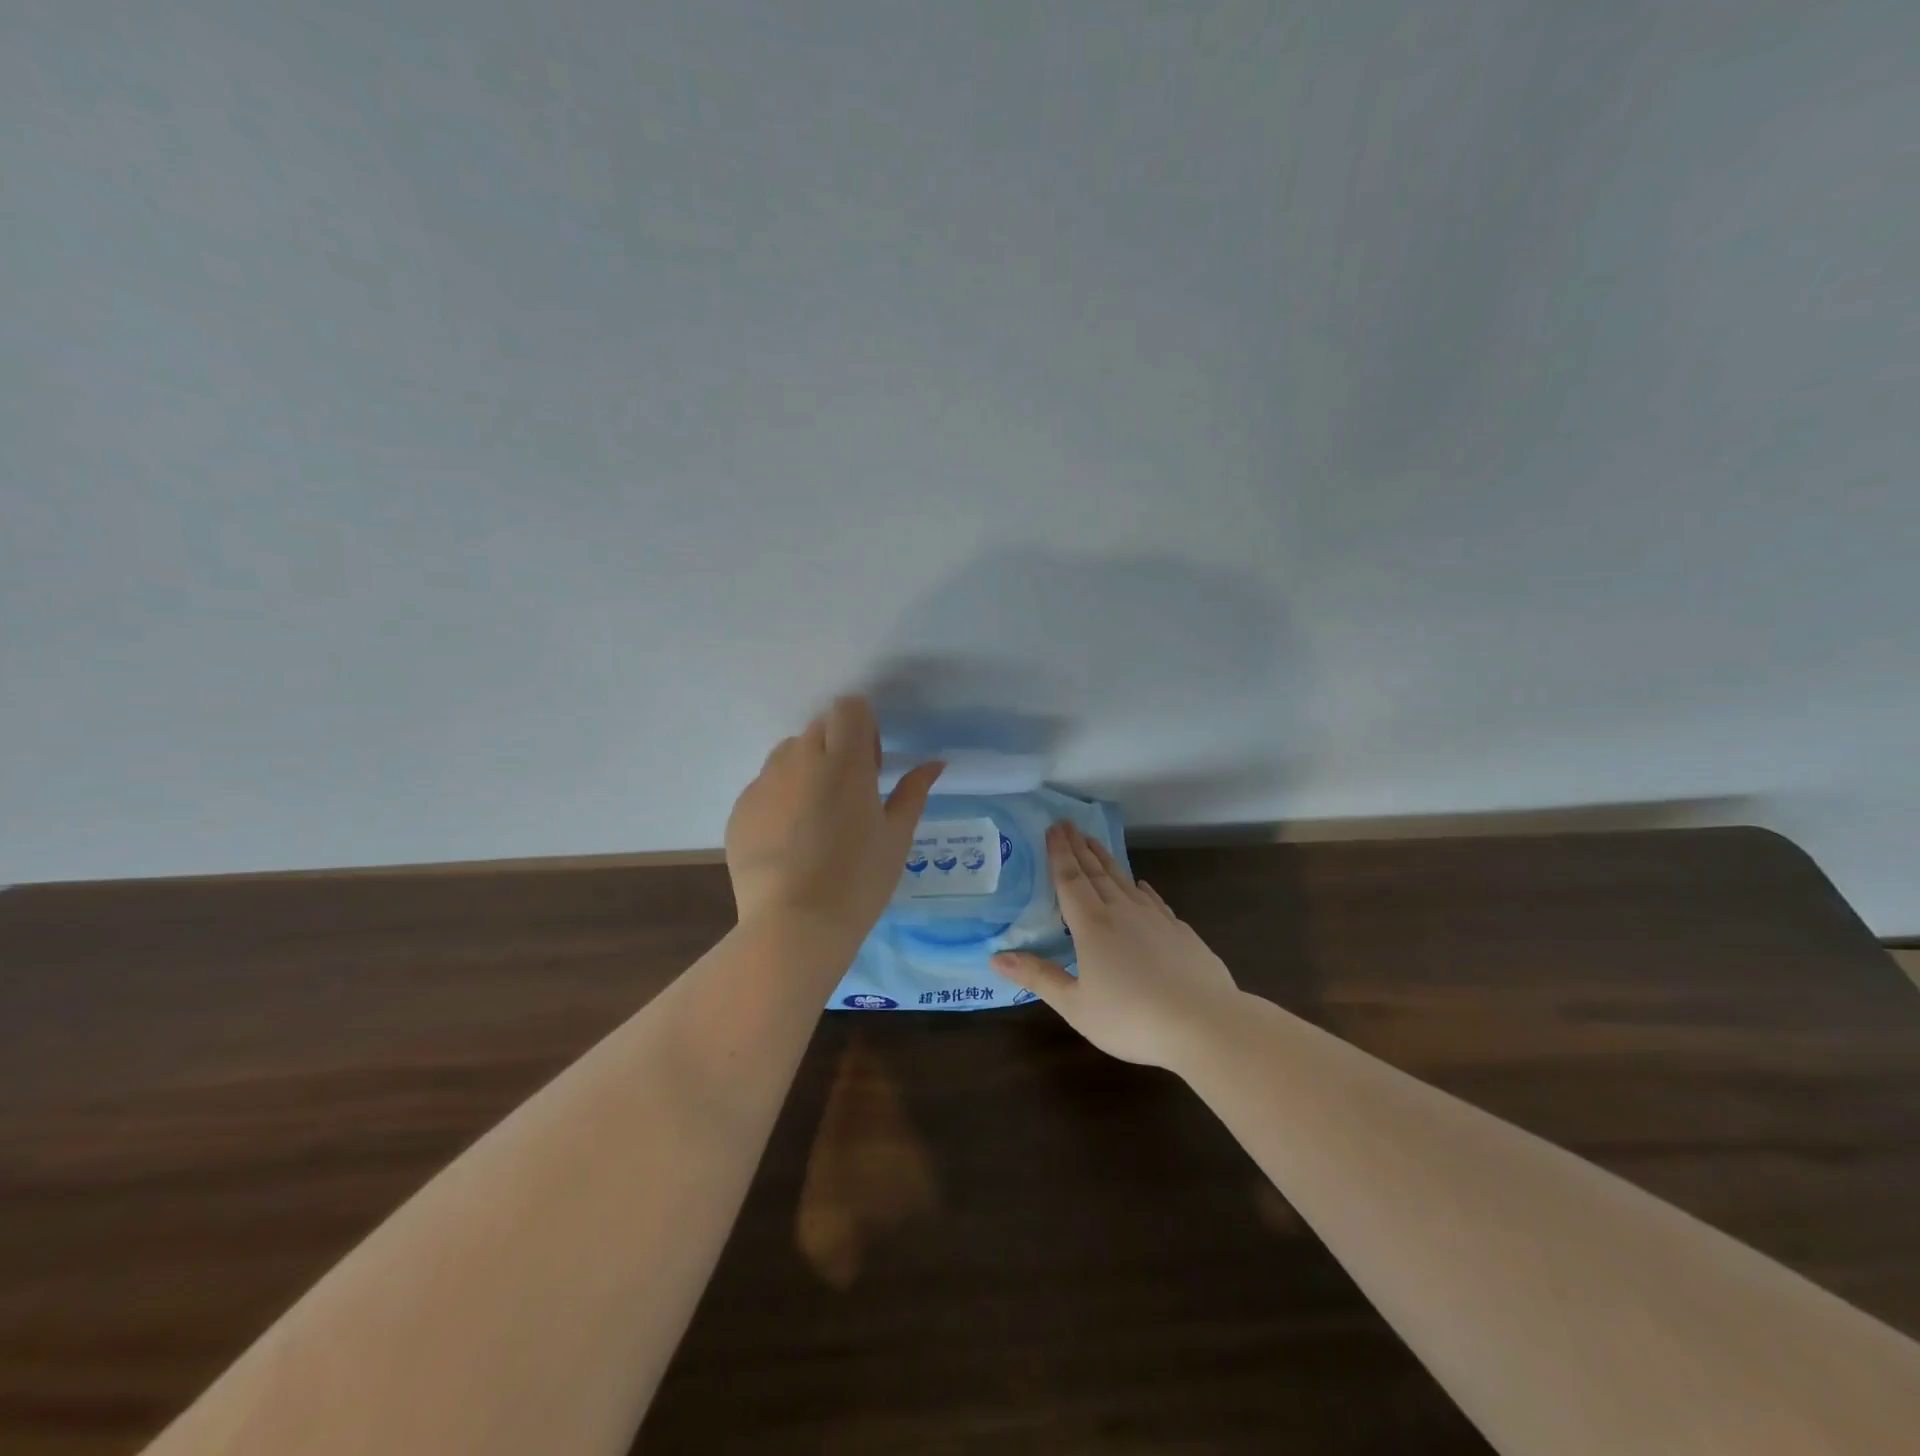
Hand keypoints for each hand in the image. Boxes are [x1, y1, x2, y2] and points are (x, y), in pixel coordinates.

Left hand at [725, 697, 943, 946]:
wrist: (794, 925)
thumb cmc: (859, 880)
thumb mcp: (897, 836)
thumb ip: (913, 791)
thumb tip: (934, 763)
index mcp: (845, 762)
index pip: (849, 708)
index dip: (863, 728)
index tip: (871, 764)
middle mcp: (800, 760)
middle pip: (819, 728)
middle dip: (837, 746)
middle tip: (849, 793)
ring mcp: (764, 783)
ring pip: (788, 753)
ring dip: (806, 767)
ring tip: (816, 815)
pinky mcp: (740, 808)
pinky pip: (764, 785)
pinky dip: (780, 797)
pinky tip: (790, 839)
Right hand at [992, 821, 1238, 1069]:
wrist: (1205, 1023)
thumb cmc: (1132, 1018)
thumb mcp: (1076, 1005)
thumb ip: (1039, 977)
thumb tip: (996, 956)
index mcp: (1092, 925)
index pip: (1070, 880)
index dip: (1059, 853)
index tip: (1052, 828)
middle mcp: (1122, 911)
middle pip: (1096, 872)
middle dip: (1079, 847)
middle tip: (1067, 824)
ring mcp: (1155, 919)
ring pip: (1124, 880)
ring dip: (1107, 859)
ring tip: (1094, 842)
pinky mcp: (1181, 932)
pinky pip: (1154, 900)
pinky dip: (1142, 888)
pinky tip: (1142, 886)